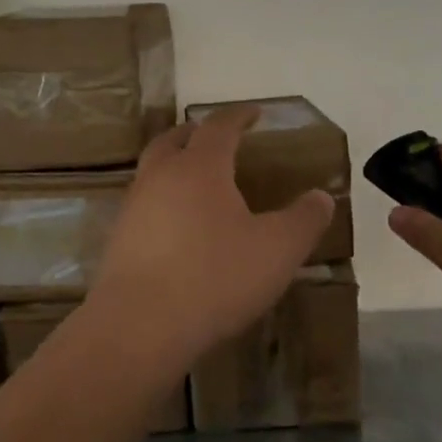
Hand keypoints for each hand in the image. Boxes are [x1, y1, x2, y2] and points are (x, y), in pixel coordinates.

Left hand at [88, 105, 334, 371]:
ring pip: (153, 172)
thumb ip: (304, 219)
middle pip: (174, 140)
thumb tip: (322, 197)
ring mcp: (134, 209)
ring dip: (175, 167)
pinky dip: (163, 202)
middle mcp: (160, 178)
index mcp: (200, 168)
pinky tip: (179, 229)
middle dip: (197, 134)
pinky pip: (144, 206)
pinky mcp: (119, 242)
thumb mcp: (278, 250)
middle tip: (218, 140)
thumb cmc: (215, 278)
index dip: (239, 116)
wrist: (140, 327)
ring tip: (199, 184)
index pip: (219, 127)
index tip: (254, 113)